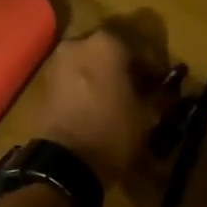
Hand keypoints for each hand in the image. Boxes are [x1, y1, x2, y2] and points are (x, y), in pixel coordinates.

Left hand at [34, 27, 177, 183]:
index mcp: (106, 44)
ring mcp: (57, 61)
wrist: (65, 162)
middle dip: (123, 66)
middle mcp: (78, 44)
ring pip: (87, 62)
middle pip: (109, 51)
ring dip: (102, 75)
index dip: (152, 67)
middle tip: (137, 87)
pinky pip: (72, 77)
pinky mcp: (44, 82)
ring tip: (115, 97)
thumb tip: (162, 90)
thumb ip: (155, 95)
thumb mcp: (144, 114)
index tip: (160, 82)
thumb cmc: (112, 131)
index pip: (138, 49)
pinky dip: (84, 85)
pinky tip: (95, 104)